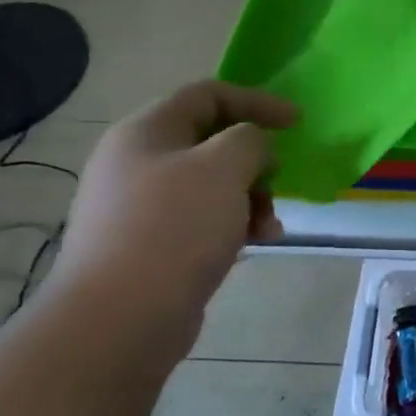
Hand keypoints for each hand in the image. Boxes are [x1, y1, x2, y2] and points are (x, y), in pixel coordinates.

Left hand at [43, 81, 298, 358]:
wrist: (118, 321)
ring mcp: (138, 207)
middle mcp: (136, 162)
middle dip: (254, 159)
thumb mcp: (224, 167)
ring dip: (249, 197)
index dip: (257, 101)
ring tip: (270, 225)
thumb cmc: (173, 229)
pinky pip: (200, 220)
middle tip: (278, 180)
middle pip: (210, 141)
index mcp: (145, 131)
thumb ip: (249, 140)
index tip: (297, 122)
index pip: (208, 95)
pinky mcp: (148, 246)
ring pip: (210, 184)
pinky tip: (254, 244)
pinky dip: (232, 224)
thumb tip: (251, 148)